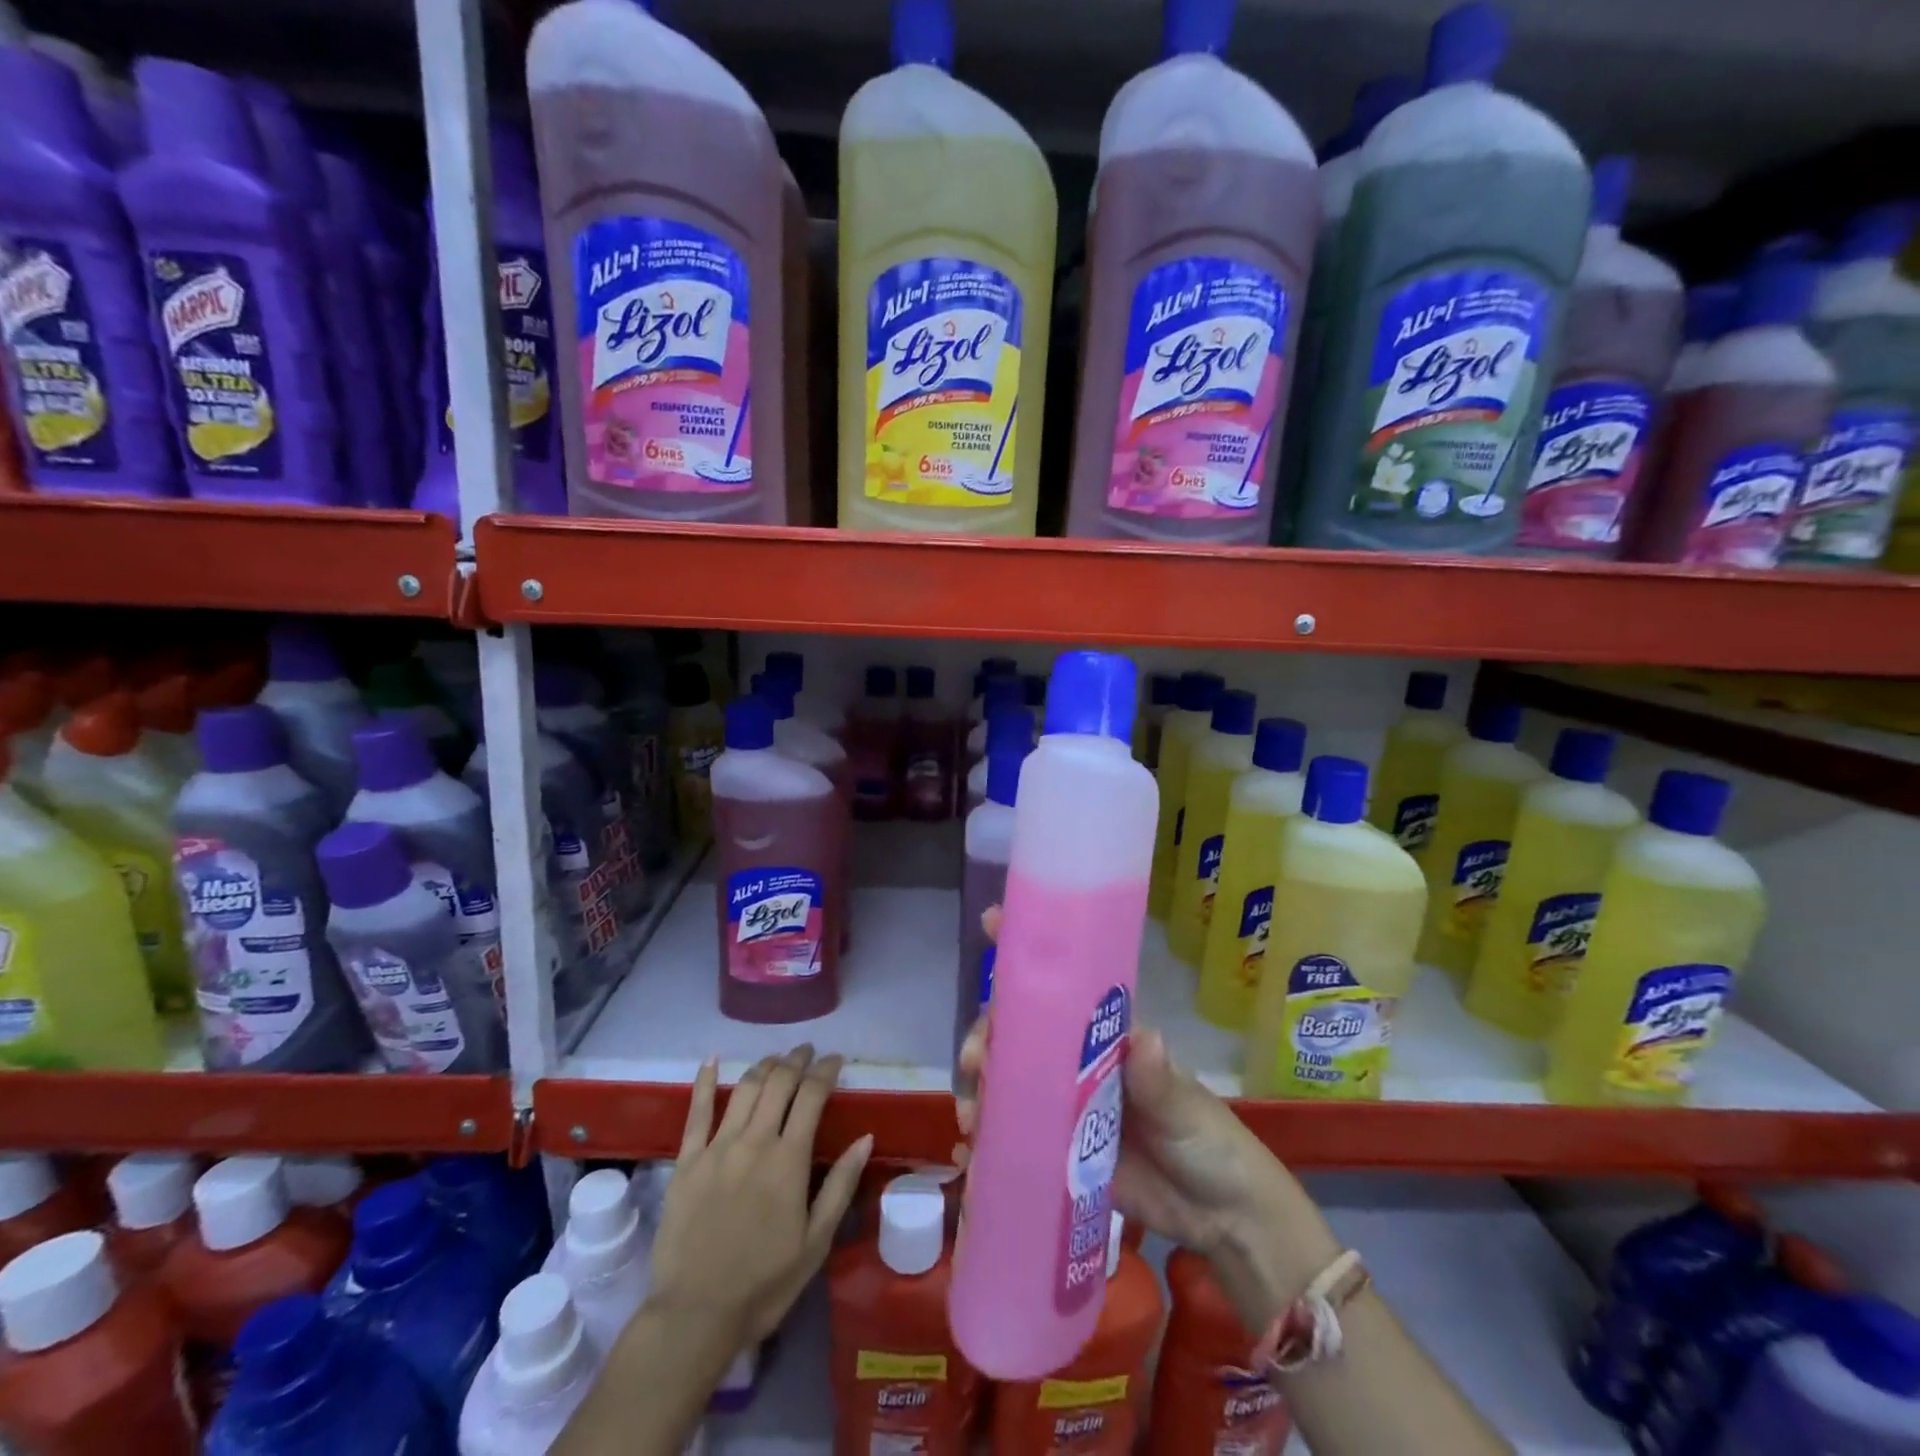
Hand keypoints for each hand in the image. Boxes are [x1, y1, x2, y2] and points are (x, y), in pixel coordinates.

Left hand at [649, 1047, 872, 1347]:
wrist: (694, 1317)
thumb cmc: (764, 1284)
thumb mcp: (816, 1242)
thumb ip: (841, 1185)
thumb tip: (865, 1137)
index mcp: (788, 1160)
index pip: (811, 1096)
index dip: (825, 1070)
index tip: (835, 1060)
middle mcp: (754, 1141)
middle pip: (778, 1083)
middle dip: (796, 1060)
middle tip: (807, 1052)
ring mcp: (717, 1148)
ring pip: (744, 1088)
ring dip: (764, 1066)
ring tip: (776, 1059)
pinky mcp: (686, 1161)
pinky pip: (697, 1112)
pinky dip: (705, 1082)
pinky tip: (712, 1060)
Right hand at [955, 909, 1337, 1327]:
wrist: (1220, 1218)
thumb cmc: (1207, 1140)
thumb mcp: (1184, 1107)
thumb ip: (1158, 1079)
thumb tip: (1144, 1038)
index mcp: (1105, 1036)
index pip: (1062, 984)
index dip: (1026, 952)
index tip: (992, 922)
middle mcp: (1077, 1062)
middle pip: (1020, 1032)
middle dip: (989, 1032)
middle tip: (977, 1057)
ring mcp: (1064, 1106)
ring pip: (1009, 1078)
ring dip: (982, 1083)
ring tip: (973, 1110)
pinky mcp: (1058, 1151)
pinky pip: (1014, 1132)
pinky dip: (987, 1134)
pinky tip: (970, 1144)